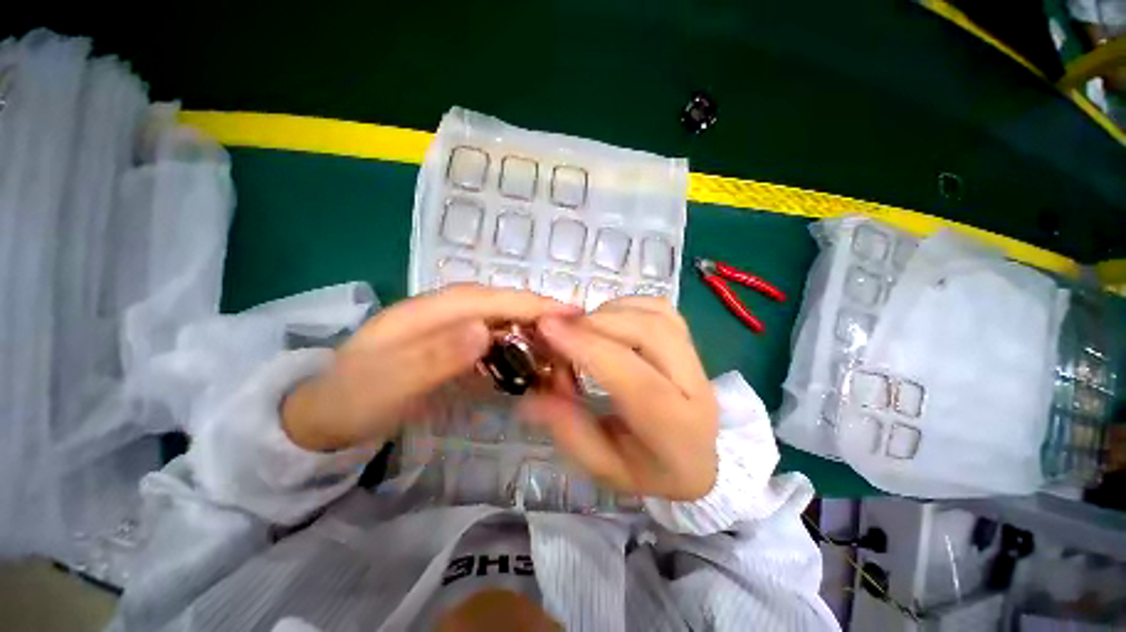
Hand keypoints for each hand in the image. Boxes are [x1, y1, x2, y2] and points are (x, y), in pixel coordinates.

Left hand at [282, 285, 577, 450]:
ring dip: (531, 332)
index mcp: (427, 312)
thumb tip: (485, 330)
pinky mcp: (452, 344)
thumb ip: (434, 356)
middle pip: (500, 306)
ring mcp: (448, 327)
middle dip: (538, 316)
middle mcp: (443, 312)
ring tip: (559, 348)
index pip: (489, 300)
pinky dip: (515, 347)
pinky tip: (529, 360)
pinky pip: (492, 339)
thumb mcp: (386, 384)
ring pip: (500, 321)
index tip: (570, 312)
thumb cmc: (352, 400)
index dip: (531, 303)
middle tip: (575, 333)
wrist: (325, 416)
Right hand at [517, 297, 718, 500]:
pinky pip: (660, 308)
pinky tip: (608, 321)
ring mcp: (698, 360)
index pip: (635, 380)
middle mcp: (696, 388)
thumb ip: (568, 428)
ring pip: (657, 314)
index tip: (547, 328)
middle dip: (597, 323)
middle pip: (651, 334)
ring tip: (582, 329)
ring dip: (611, 312)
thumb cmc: (648, 469)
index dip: (588, 348)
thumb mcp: (602, 464)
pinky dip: (627, 305)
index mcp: (676, 430)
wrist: (696, 461)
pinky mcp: (690, 342)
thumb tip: (531, 394)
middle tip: (559, 328)